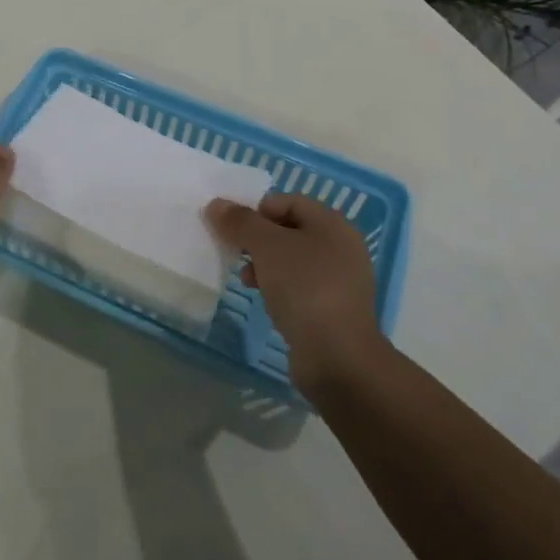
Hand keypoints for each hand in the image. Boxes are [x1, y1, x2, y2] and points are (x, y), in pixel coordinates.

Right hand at [204, 193, 384, 389]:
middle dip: (258, 240)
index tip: (234, 230)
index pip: (288, 201)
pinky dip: (280, 288)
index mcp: (333, 224)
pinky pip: (300, 287)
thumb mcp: (266, 246)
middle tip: (237, 254)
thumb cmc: (304, 288)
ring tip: (247, 281)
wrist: (338, 358)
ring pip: (292, 260)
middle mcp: (342, 248)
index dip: (257, 210)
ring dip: (265, 265)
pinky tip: (266, 301)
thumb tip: (217, 204)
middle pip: (289, 230)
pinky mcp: (333, 310)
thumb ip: (240, 222)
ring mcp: (340, 281)